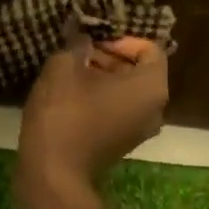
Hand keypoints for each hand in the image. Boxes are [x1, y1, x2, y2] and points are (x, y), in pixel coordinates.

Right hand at [17, 25, 169, 192]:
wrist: (53, 172)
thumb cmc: (64, 113)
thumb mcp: (64, 66)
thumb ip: (77, 44)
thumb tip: (82, 36)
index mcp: (151, 87)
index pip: (149, 48)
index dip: (120, 39)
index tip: (92, 41)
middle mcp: (155, 109)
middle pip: (139, 70)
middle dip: (109, 56)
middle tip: (77, 52)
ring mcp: (140, 130)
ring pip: (127, 91)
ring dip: (102, 76)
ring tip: (70, 70)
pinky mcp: (121, 144)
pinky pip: (118, 109)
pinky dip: (100, 98)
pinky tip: (70, 94)